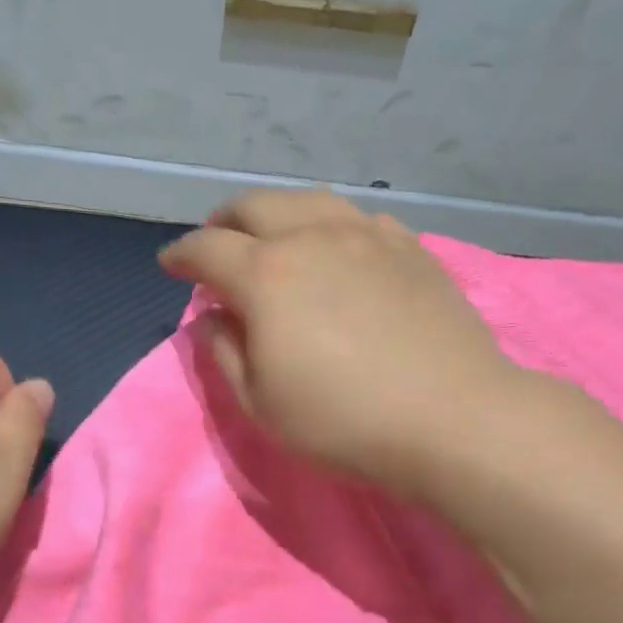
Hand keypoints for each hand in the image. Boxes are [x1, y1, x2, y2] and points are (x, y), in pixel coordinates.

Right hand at [159, 189, 518, 499]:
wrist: (451, 417)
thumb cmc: (344, 422)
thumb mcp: (262, 404)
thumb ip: (226, 354)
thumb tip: (213, 318)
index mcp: (266, 276)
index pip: (207, 249)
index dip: (181, 255)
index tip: (171, 267)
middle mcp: (313, 238)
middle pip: (255, 206)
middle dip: (224, 222)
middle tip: (216, 244)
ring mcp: (367, 235)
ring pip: (308, 201)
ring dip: (277, 214)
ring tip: (272, 238)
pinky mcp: (409, 247)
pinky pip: (357, 218)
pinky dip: (329, 225)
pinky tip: (336, 247)